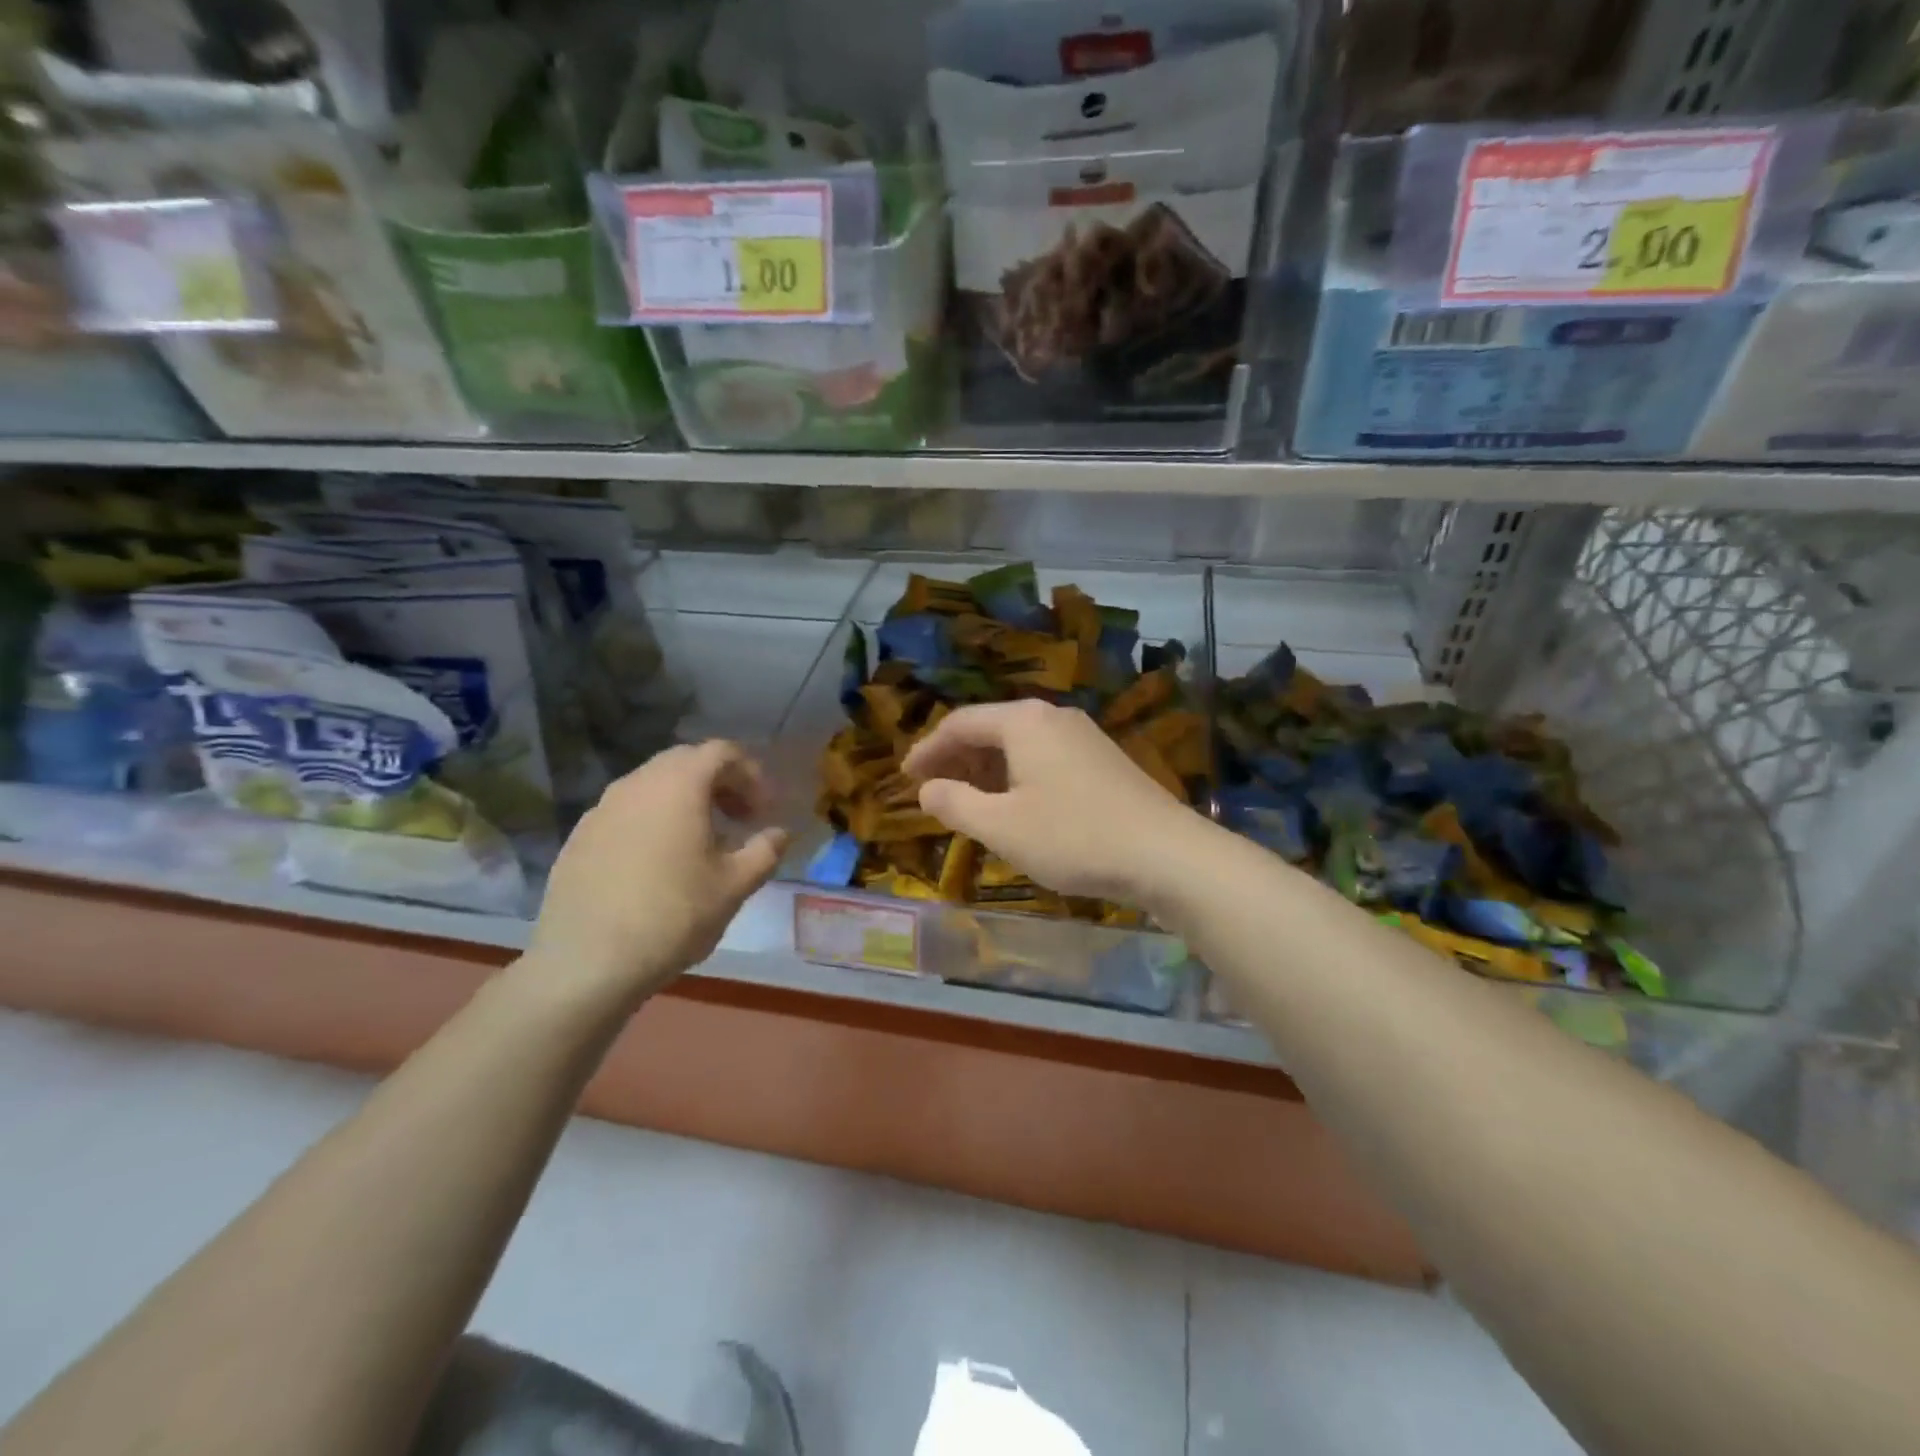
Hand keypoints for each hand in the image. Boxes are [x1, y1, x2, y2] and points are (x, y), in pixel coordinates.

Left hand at [524, 741, 787, 1006]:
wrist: (587, 963)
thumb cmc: (673, 915)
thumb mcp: (734, 886)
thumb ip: (765, 851)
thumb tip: (779, 833)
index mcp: (679, 785)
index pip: (721, 752)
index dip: (750, 773)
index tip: (763, 810)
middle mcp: (637, 784)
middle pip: (685, 761)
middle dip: (718, 782)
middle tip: (738, 818)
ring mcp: (601, 808)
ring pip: (652, 785)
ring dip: (684, 800)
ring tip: (701, 841)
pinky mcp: (579, 837)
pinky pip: (626, 811)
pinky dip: (652, 820)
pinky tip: (658, 863)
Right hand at [902, 700, 1207, 906]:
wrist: (1165, 854)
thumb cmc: (1074, 837)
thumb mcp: (1002, 826)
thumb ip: (956, 803)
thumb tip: (927, 789)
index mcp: (1024, 721)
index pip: (961, 724)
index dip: (927, 749)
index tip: (905, 776)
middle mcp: (1052, 717)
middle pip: (990, 729)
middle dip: (956, 758)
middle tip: (930, 789)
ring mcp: (1082, 736)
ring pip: (1018, 744)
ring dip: (985, 769)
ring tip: (965, 800)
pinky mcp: (1102, 759)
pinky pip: (1043, 757)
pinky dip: (1015, 776)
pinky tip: (1013, 805)